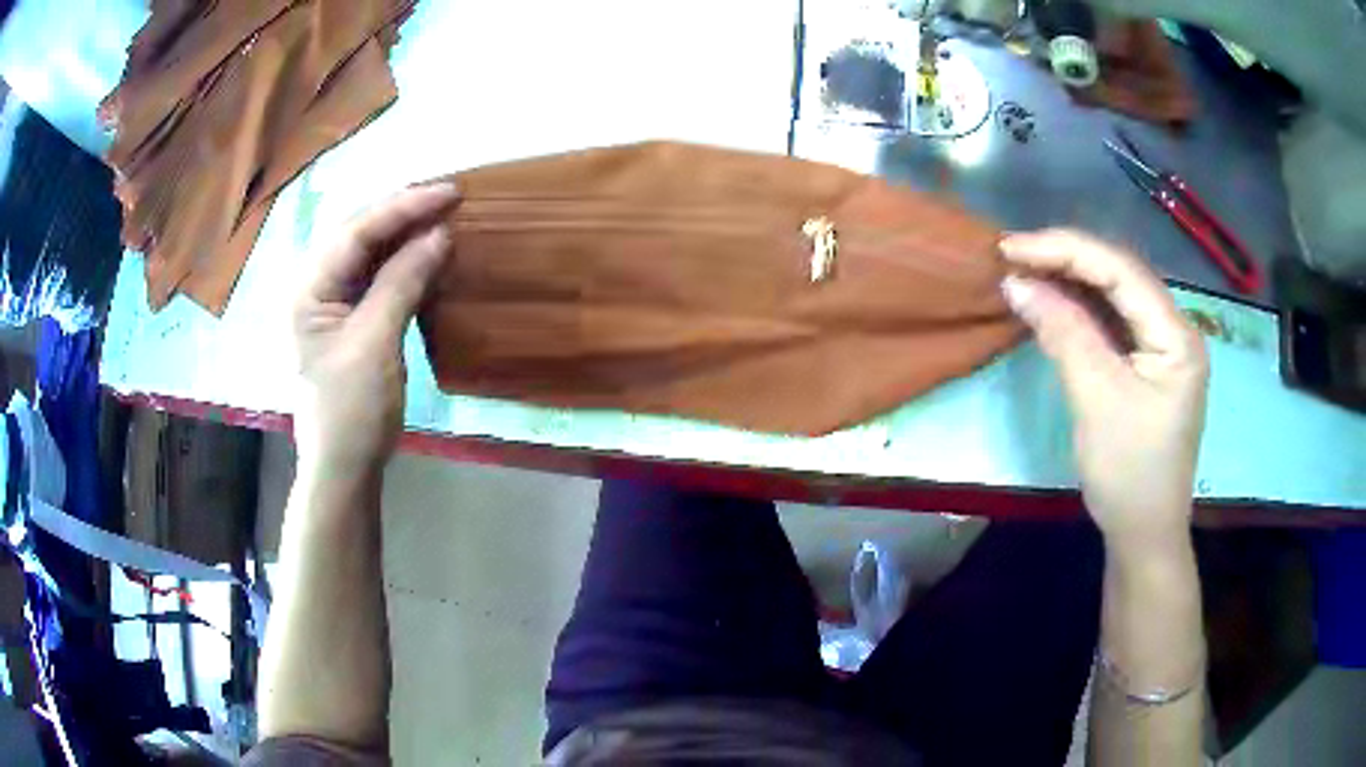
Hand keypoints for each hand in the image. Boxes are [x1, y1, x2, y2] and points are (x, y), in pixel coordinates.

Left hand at [291, 183, 458, 475]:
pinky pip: (378, 278)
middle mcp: (314, 287)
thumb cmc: (351, 410)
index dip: (403, 206)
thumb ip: (401, 283)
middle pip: (359, 234)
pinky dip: (405, 263)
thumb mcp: (374, 344)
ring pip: (370, 253)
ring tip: (444, 215)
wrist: (344, 467)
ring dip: (406, 234)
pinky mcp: (350, 321)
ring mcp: (331, 304)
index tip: (450, 191)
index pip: (356, 232)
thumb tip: (439, 234)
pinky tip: (428, 253)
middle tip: (451, 196)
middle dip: (404, 212)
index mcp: (307, 289)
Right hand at [999, 229, 1208, 550]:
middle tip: (1012, 256)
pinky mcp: (1146, 364)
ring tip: (1024, 272)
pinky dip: (1079, 309)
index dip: (1066, 250)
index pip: (1121, 270)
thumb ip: (1064, 334)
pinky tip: (1052, 303)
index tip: (1011, 247)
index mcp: (1176, 335)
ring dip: (1069, 280)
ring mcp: (1161, 347)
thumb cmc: (1128, 475)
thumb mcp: (1096, 401)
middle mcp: (1174, 329)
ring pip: (1114, 295)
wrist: (1143, 534)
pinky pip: (1112, 321)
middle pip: (1119, 275)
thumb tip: (1017, 282)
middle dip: (1066, 259)